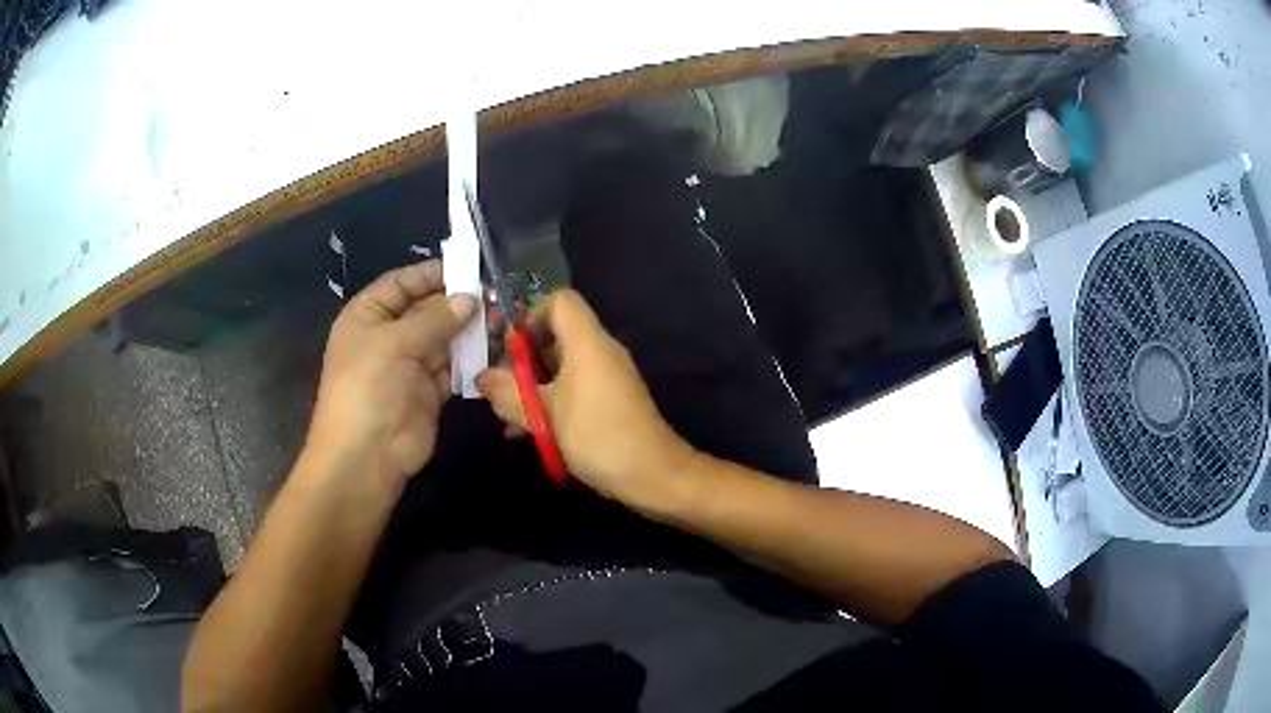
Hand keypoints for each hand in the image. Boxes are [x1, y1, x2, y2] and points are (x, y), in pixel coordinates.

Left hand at [304, 261, 475, 492]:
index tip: (469, 268)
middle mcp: (388, 336)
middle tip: (495, 298)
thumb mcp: (396, 343)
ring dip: (470, 331)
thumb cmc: (369, 387)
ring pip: (444, 339)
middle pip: (427, 310)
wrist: (367, 456)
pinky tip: (495, 351)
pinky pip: (454, 369)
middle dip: (458, 304)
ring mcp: (409, 365)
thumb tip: (469, 298)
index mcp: (368, 315)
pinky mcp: (429, 393)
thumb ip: (435, 318)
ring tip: (501, 322)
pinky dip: (472, 361)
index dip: (432, 275)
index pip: (402, 283)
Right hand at [477, 289, 696, 507]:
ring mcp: (609, 376)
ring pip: (562, 366)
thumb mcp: (543, 416)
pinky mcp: (612, 400)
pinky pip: (575, 387)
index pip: (560, 300)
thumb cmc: (597, 436)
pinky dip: (552, 401)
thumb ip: (507, 393)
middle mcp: (600, 350)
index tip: (510, 350)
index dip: (531, 316)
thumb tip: (481, 377)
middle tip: (500, 388)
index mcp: (587, 341)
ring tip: (509, 418)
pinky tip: (531, 433)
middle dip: (523, 360)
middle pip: (556, 334)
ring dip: (533, 386)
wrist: (653, 474)